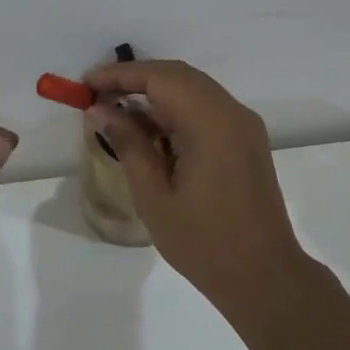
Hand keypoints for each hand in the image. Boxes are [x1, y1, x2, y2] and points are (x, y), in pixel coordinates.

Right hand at [82, 59, 310, 307]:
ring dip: (156, 94)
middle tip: (97, 94)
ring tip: (116, 111)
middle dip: (136, 79)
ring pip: (194, 90)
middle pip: (179, 76)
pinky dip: (176, 110)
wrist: (263, 275)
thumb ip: (128, 144)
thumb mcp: (154, 196)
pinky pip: (207, 109)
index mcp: (211, 123)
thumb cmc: (203, 242)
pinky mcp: (246, 141)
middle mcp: (232, 113)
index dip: (120, 74)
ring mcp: (244, 126)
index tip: (86, 83)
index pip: (161, 78)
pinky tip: (150, 130)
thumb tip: (101, 109)